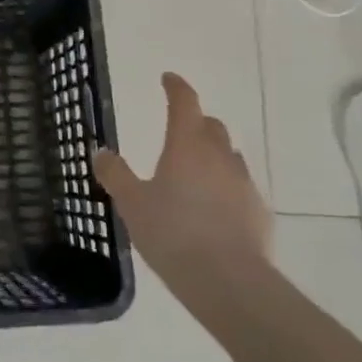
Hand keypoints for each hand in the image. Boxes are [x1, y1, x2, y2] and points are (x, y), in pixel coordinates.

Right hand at [93, 72, 271, 294]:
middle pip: (211, 126)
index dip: (176, 87)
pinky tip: (213, 210)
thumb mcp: (131, 204)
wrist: (229, 281)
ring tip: (193, 174)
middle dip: (195, 123)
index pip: (184, 102)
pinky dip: (225, 187)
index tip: (168, 79)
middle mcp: (219, 156)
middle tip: (178, 132)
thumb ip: (116, 175)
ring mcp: (243, 183)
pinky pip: (240, 188)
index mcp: (187, 145)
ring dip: (212, 156)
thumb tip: (101, 152)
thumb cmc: (173, 234)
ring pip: (229, 156)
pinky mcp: (259, 212)